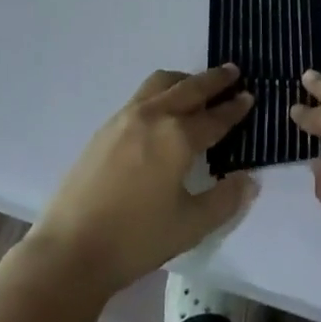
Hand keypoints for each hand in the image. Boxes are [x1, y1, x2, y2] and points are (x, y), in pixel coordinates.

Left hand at [30, 66, 255, 293]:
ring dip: (185, 80)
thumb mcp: (191, 226)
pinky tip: (163, 111)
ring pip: (161, 83)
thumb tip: (249, 180)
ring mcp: (124, 118)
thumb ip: (225, 200)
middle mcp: (153, 116)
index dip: (234, 108)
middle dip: (214, 80)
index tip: (249, 96)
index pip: (214, 117)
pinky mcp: (105, 128)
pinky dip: (161, 92)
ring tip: (197, 86)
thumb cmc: (136, 239)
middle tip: (233, 72)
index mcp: (177, 137)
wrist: (70, 249)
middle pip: (189, 88)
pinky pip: (142, 96)